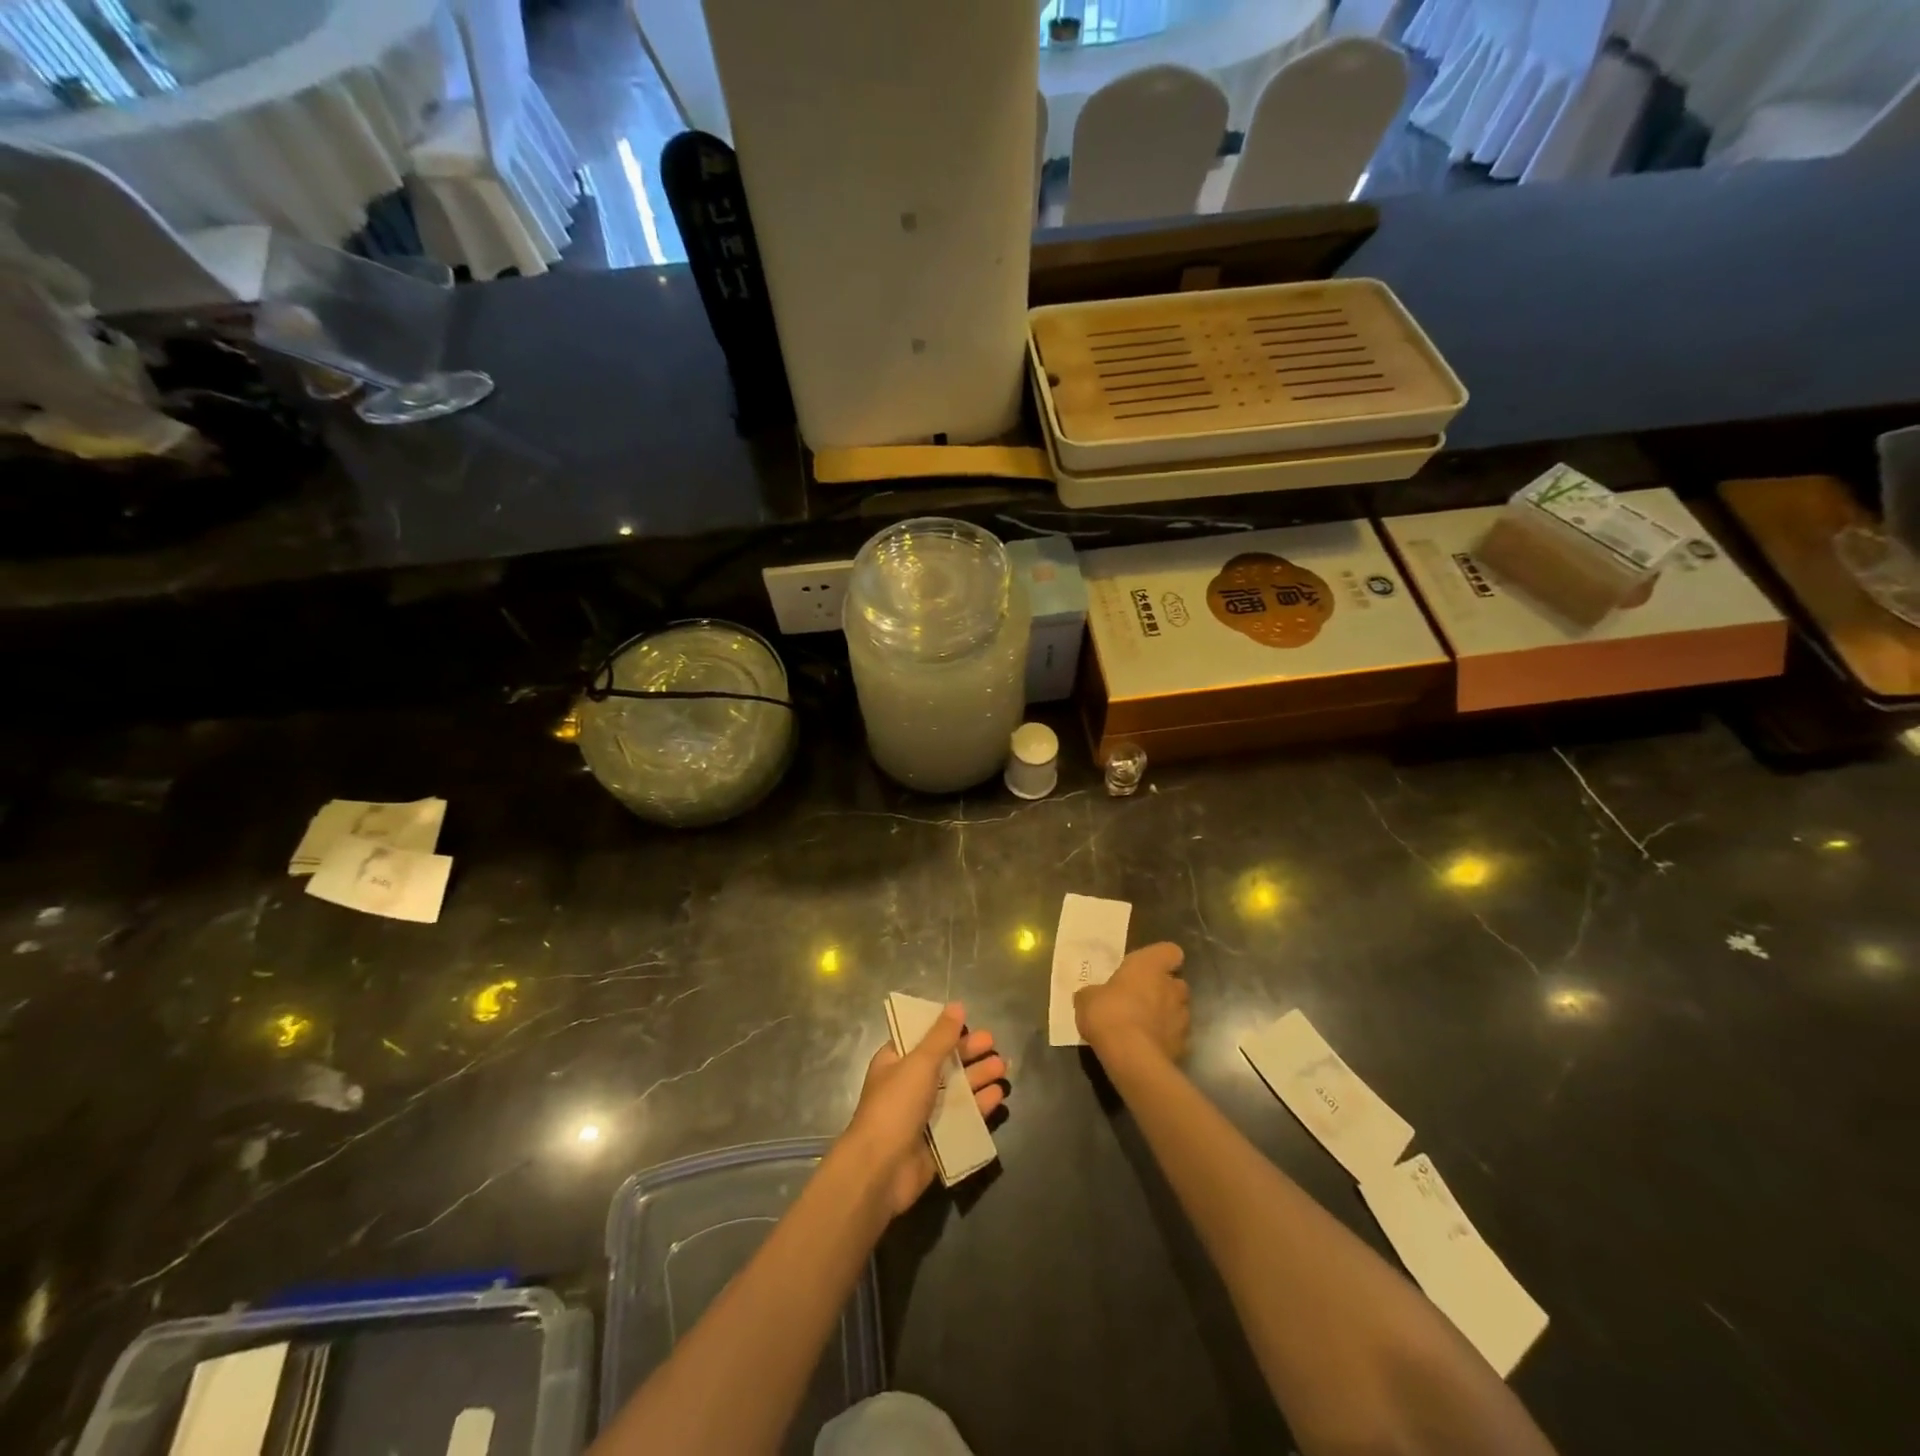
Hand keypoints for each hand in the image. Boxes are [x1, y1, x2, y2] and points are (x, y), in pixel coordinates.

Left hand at [843, 1004, 1008, 1215]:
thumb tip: (957, 1005)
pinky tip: (998, 1097)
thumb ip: (941, 1036)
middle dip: (969, 1054)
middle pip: (944, 1064)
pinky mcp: (937, 1140)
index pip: (923, 1039)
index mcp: (896, 1062)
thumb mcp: (919, 1063)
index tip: (969, 1023)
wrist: (880, 1170)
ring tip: (1003, 1068)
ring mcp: (923, 1114)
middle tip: (994, 1044)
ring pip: (956, 1090)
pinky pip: (962, 1118)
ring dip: (978, 1078)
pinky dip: (979, 1107)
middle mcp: (909, 1085)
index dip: (945, 1030)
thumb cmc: (895, 1106)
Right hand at [1076, 942, 1189, 1065]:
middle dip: (1163, 990)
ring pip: (1179, 1011)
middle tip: (1139, 1000)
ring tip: (1143, 1027)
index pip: (1170, 952)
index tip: (1147, 969)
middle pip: (1176, 983)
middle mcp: (1172, 987)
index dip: (1161, 959)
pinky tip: (1147, 1048)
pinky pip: (1175, 1037)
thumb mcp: (1087, 998)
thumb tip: (1092, 996)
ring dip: (1165, 1016)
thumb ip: (1094, 993)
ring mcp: (1182, 1018)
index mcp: (1150, 966)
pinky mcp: (1184, 1046)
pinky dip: (1165, 1040)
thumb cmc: (1108, 1013)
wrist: (1131, 1057)